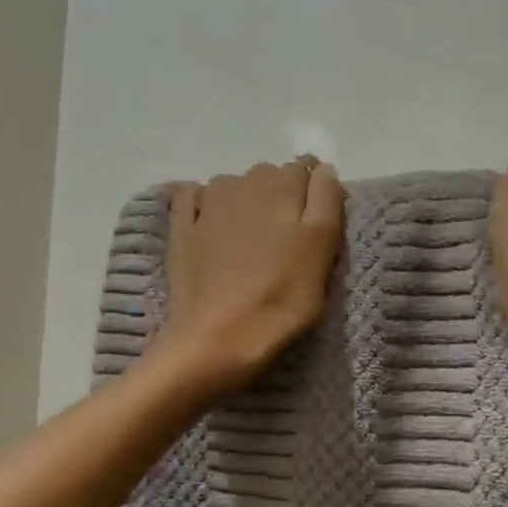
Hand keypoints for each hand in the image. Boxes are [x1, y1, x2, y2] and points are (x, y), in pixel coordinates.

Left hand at [154, 158, 344, 397]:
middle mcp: (243, 182)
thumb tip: (322, 168)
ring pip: (235, 185)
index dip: (316, 194)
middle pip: (271, 176)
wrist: (219, 338)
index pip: (307, 170)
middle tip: (286, 241)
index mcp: (283, 186)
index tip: (318, 228)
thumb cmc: (282, 299)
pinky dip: (202, 202)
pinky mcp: (180, 228)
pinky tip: (209, 225)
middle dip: (281, 197)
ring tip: (250, 241)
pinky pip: (193, 197)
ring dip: (245, 201)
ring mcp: (207, 204)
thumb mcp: (322, 248)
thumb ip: (326, 200)